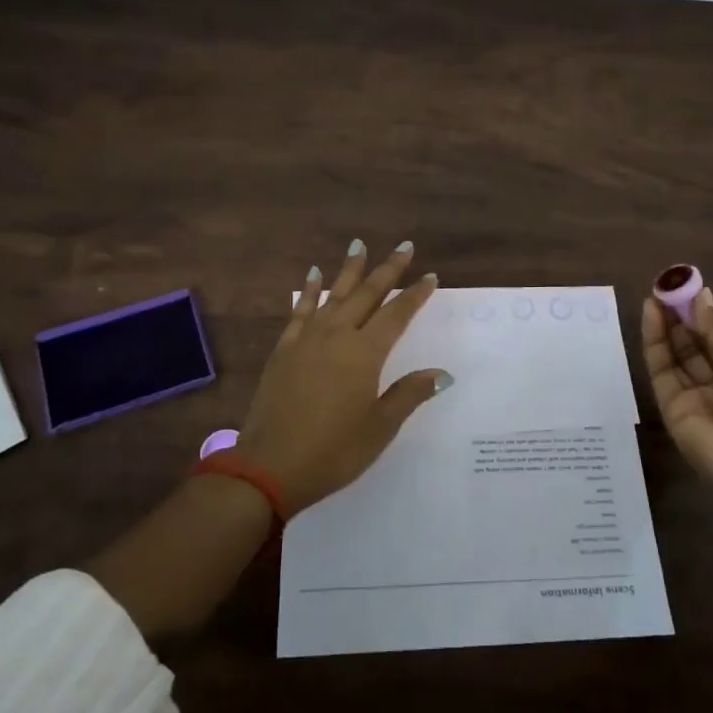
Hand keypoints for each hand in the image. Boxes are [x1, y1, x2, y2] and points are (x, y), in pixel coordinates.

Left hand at [238, 239, 452, 513]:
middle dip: (387, 269)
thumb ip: (409, 394)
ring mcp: (306, 340)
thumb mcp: (379, 428)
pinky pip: (300, 310)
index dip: (414, 295)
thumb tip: (442, 374)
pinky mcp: (284, 349)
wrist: (270, 467)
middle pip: (367, 294)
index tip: (430, 277)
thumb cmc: (333, 451)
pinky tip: (314, 275)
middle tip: (404, 246)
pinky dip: (310, 290)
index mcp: (365, 354)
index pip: (396, 315)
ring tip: (359, 245)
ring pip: (333, 295)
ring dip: (349, 269)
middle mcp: (337, 336)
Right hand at [640, 286, 712, 505]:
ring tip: (655, 295)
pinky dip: (654, 342)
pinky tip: (651, 316)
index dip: (701, 311)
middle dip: (679, 314)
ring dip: (664, 324)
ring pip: (674, 354)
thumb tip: (701, 300)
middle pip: (693, 342)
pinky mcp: (671, 407)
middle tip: (664, 285)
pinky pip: (661, 370)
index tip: (685, 285)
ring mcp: (694, 395)